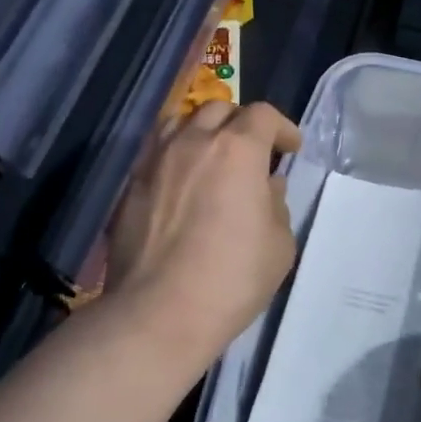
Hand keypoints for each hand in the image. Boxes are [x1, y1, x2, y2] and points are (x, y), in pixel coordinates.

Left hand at [105, 101, 301, 366]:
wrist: (158, 312)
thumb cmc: (230, 279)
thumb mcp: (279, 246)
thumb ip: (277, 205)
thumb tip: (267, 186)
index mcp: (237, 150)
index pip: (262, 115)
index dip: (281, 127)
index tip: (290, 149)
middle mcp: (193, 142)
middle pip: (219, 109)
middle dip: (241, 123)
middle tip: (252, 150)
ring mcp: (156, 160)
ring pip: (180, 121)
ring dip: (202, 130)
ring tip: (211, 156)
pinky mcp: (131, 184)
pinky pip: (156, 152)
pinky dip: (175, 155)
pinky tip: (181, 183)